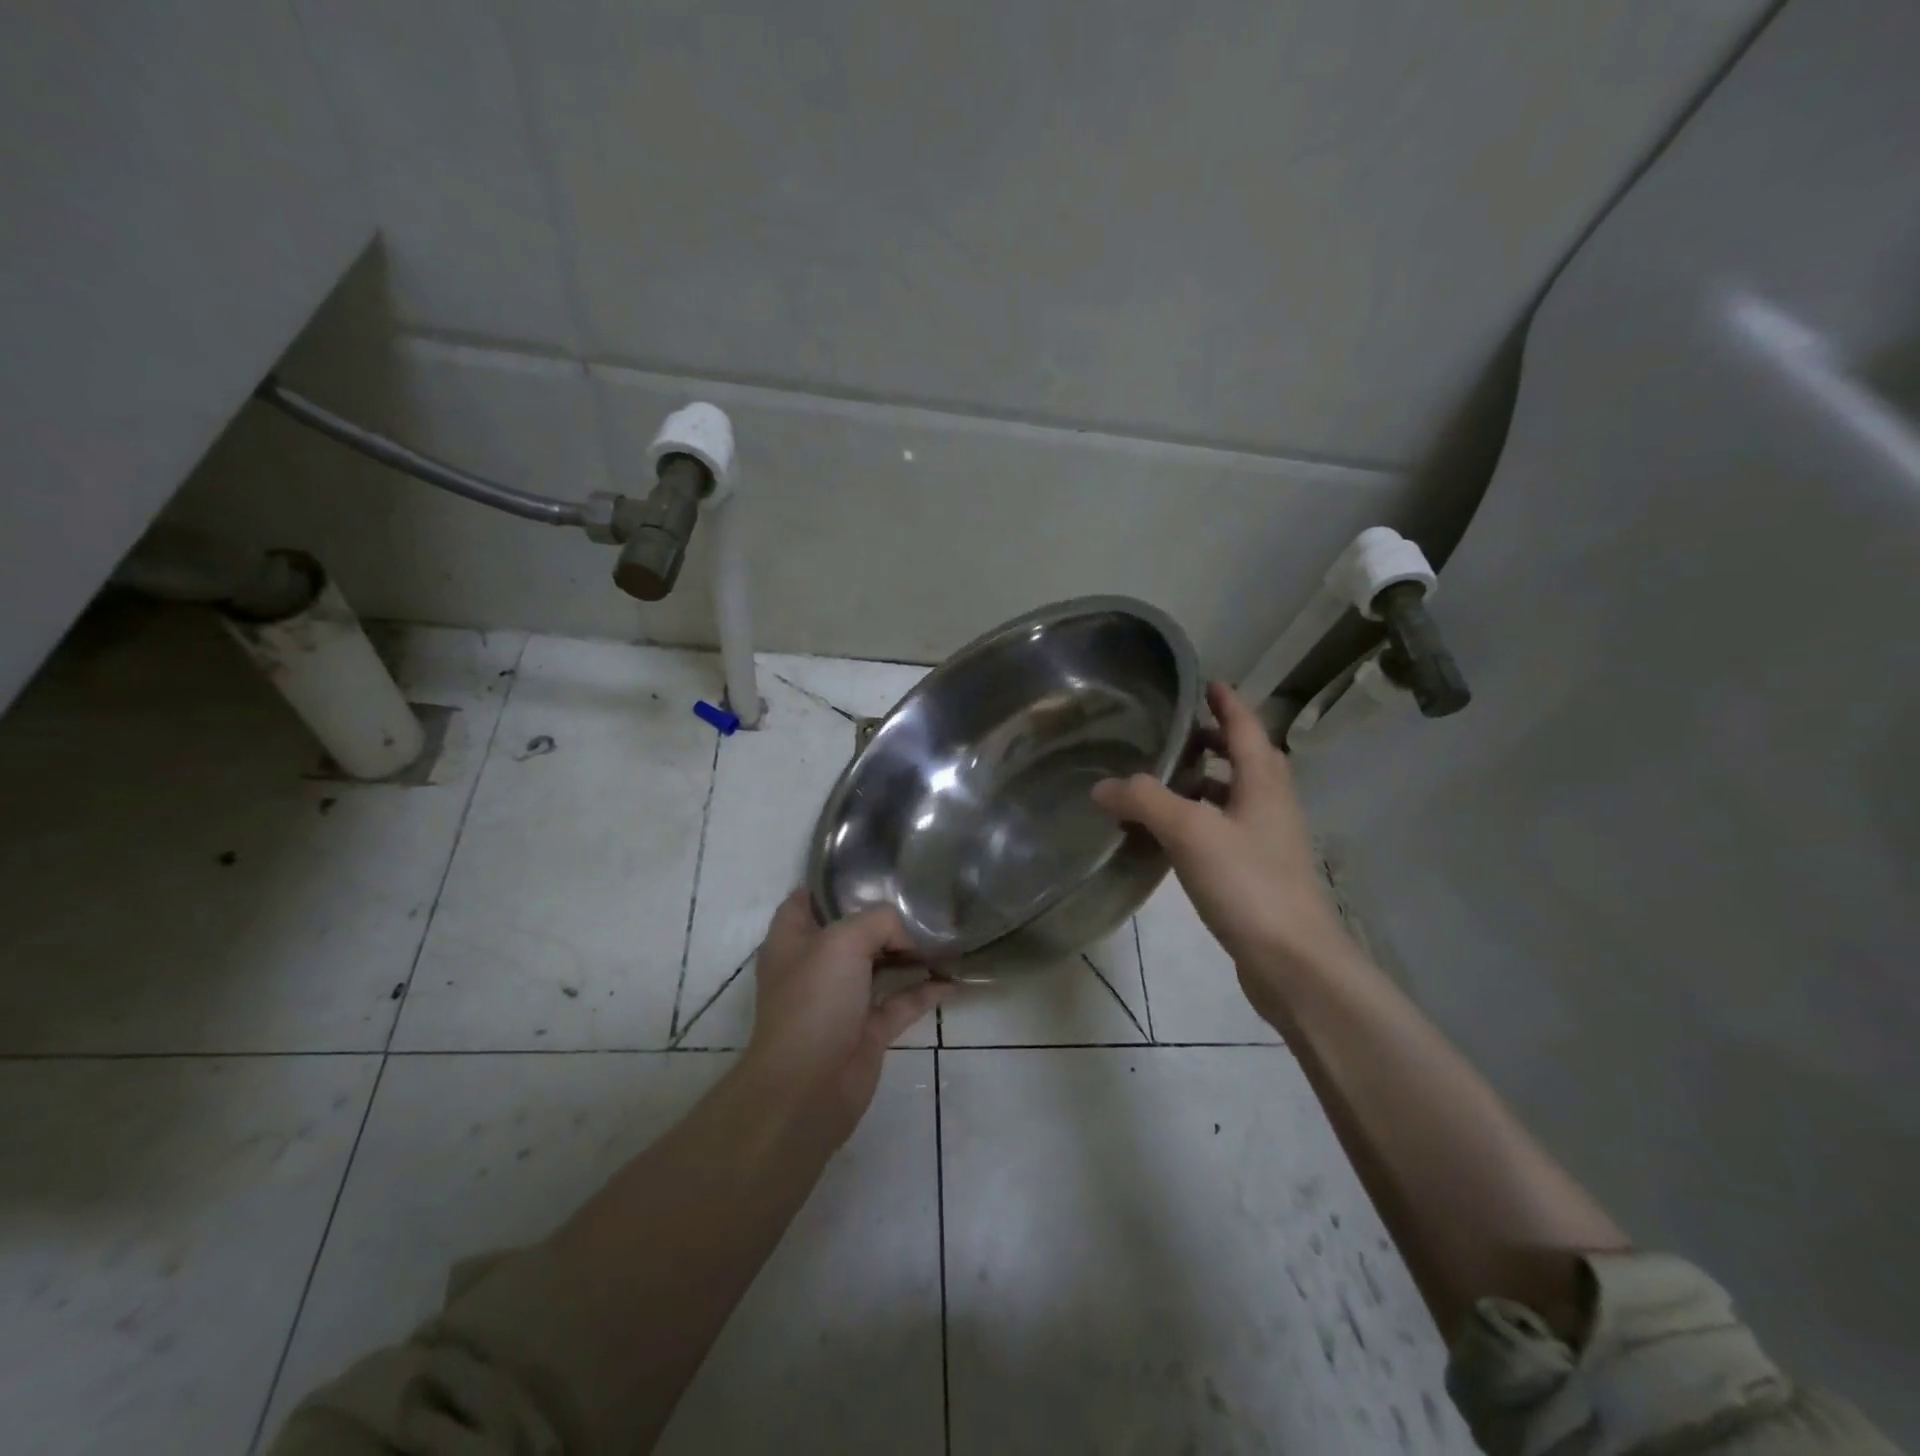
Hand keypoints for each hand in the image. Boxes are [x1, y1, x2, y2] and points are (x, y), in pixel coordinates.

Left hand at [743, 891, 949, 1142]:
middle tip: (922, 900)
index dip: (833, 884)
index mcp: (793, 939)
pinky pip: (901, 1002)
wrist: (807, 1088)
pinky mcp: (866, 1030)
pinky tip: (953, 981)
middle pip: (852, 931)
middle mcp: (815, 966)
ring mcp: (841, 1000)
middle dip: (884, 917)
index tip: (872, 869)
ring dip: (909, 953)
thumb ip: (879, 921)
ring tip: (945, 935)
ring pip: (879, 966)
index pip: (808, 899)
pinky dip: (925, 991)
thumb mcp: (843, 941)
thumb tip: (906, 934)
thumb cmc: (814, 1002)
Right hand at [1092, 682, 1354, 989]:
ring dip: (1206, 782)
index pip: (1246, 727)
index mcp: (1265, 783)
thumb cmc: (1248, 883)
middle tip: (1176, 733)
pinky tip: (1170, 837)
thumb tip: (1102, 786)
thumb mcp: (1190, 832)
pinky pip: (1226, 830)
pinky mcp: (1259, 874)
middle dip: (1215, 741)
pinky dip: (1200, 820)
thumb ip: (1144, 801)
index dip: (1227, 702)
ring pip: (1236, 797)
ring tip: (1165, 781)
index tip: (1206, 682)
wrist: (1293, 962)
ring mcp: (1269, 842)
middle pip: (1246, 759)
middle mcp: (1272, 805)